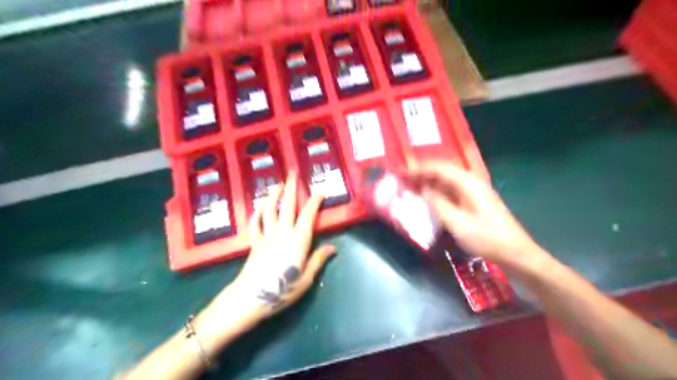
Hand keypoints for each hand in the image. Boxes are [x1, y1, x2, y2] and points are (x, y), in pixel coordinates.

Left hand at [206, 171, 332, 324]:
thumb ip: (318, 260)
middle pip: (287, 206)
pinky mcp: (254, 243)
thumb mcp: (306, 279)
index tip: (321, 190)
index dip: (315, 200)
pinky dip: (256, 214)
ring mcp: (266, 236)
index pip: (308, 215)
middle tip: (292, 172)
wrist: (250, 298)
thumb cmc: (282, 291)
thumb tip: (332, 248)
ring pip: (269, 210)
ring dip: (273, 195)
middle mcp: (282, 233)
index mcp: (298, 240)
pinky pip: (254, 224)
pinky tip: (258, 208)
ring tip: (277, 184)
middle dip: (291, 187)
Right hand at [403, 160, 545, 269]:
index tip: (400, 172)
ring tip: (410, 186)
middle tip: (402, 179)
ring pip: (445, 181)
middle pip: (442, 171)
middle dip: (421, 173)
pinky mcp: (474, 201)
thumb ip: (437, 204)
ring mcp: (474, 191)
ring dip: (427, 182)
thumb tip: (422, 189)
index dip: (417, 169)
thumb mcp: (457, 223)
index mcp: (468, 182)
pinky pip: (450, 191)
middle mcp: (471, 181)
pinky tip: (427, 198)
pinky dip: (436, 192)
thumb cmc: (487, 238)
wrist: (516, 254)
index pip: (438, 168)